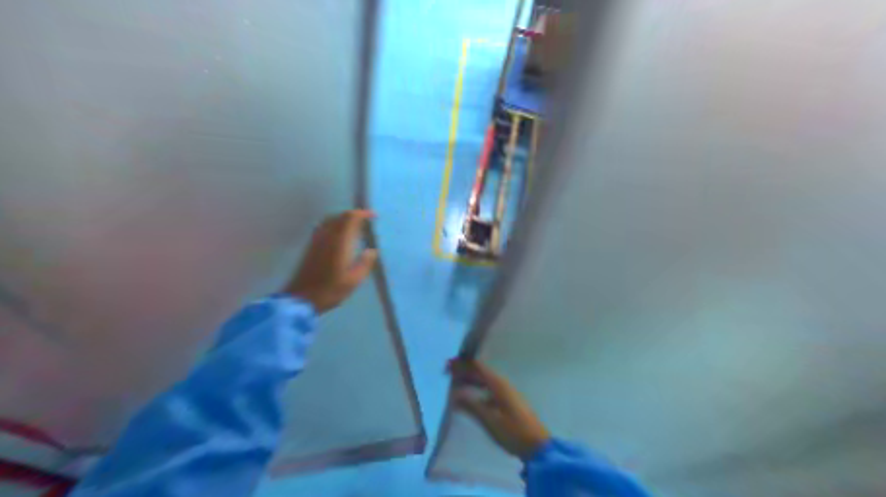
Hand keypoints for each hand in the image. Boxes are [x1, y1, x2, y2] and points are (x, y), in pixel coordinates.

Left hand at [285, 211, 379, 314]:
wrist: (301, 298)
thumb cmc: (330, 290)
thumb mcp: (354, 280)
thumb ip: (365, 263)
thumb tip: (372, 250)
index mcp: (339, 242)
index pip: (350, 218)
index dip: (362, 214)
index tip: (373, 216)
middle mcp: (327, 236)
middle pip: (340, 217)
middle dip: (354, 215)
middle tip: (366, 221)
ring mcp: (316, 240)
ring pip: (330, 220)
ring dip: (343, 219)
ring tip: (354, 227)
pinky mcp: (310, 246)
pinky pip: (323, 227)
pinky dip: (334, 225)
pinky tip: (339, 235)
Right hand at [446, 358, 551, 459]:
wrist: (538, 447)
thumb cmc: (514, 432)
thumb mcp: (490, 420)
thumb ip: (471, 406)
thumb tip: (454, 393)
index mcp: (499, 385)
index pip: (478, 367)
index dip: (462, 364)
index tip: (447, 365)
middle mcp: (503, 385)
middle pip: (481, 372)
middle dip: (464, 370)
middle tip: (447, 372)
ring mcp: (507, 393)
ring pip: (485, 381)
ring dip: (470, 379)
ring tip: (455, 382)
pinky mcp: (509, 403)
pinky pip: (488, 389)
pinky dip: (477, 389)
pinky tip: (471, 398)